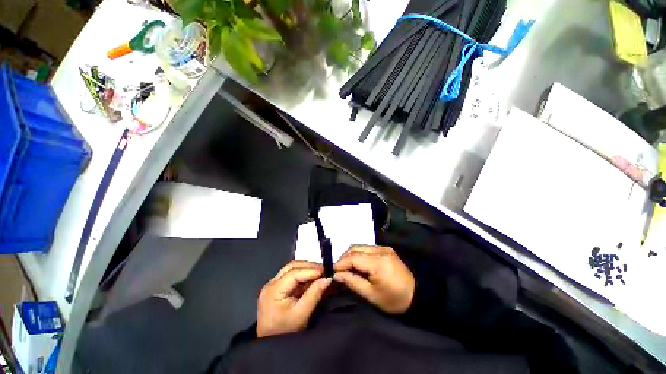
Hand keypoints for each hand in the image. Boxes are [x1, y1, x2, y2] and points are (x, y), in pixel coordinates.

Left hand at [256, 261, 331, 337]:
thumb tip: (327, 279)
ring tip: (320, 273)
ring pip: (292, 268)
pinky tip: (312, 278)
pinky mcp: (277, 287)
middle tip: (324, 270)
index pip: (294, 273)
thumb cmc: (284, 332)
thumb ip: (314, 295)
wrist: (270, 345)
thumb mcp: (301, 315)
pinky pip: (292, 275)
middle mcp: (271, 284)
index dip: (310, 270)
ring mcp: (273, 284)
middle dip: (309, 266)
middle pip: (292, 266)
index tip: (325, 271)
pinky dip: (303, 274)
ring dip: (307, 268)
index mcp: (273, 290)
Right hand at [333, 246, 414, 313]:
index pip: (353, 257)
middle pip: (355, 248)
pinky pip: (367, 248)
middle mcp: (380, 250)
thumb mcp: (371, 295)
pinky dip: (359, 254)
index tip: (331, 271)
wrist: (418, 295)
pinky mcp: (386, 249)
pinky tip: (357, 264)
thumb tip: (337, 275)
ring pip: (361, 247)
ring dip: (351, 255)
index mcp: (378, 262)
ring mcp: (384, 248)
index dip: (340, 263)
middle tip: (337, 270)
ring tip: (345, 267)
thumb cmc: (394, 300)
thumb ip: (353, 282)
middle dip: (344, 258)